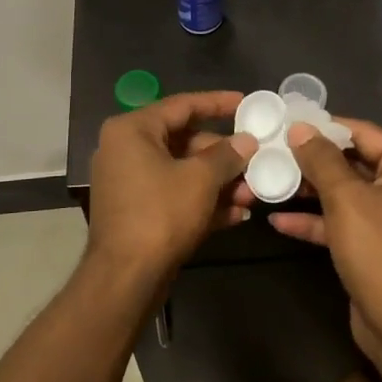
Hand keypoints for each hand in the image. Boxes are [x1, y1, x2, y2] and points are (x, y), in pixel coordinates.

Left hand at [85, 91, 257, 288]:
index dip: (218, 103)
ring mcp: (130, 183)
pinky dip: (203, 202)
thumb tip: (247, 141)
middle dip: (224, 157)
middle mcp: (126, 150)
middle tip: (256, 160)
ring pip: (182, 172)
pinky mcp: (137, 212)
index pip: (182, 105)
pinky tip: (237, 216)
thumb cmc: (160, 214)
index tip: (246, 102)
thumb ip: (227, 155)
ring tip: (252, 195)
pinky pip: (175, 196)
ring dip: (219, 183)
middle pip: (184, 141)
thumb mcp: (201, 179)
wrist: (125, 278)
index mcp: (132, 130)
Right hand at [270, 120, 381, 366]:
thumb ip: (320, 158)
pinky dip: (316, 220)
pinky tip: (278, 221)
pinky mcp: (376, 242)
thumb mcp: (345, 198)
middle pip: (354, 161)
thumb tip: (300, 128)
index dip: (325, 127)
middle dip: (313, 160)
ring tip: (271, 178)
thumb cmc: (378, 250)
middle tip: (274, 149)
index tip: (288, 122)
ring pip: (345, 192)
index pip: (364, 133)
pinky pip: (344, 220)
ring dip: (310, 189)